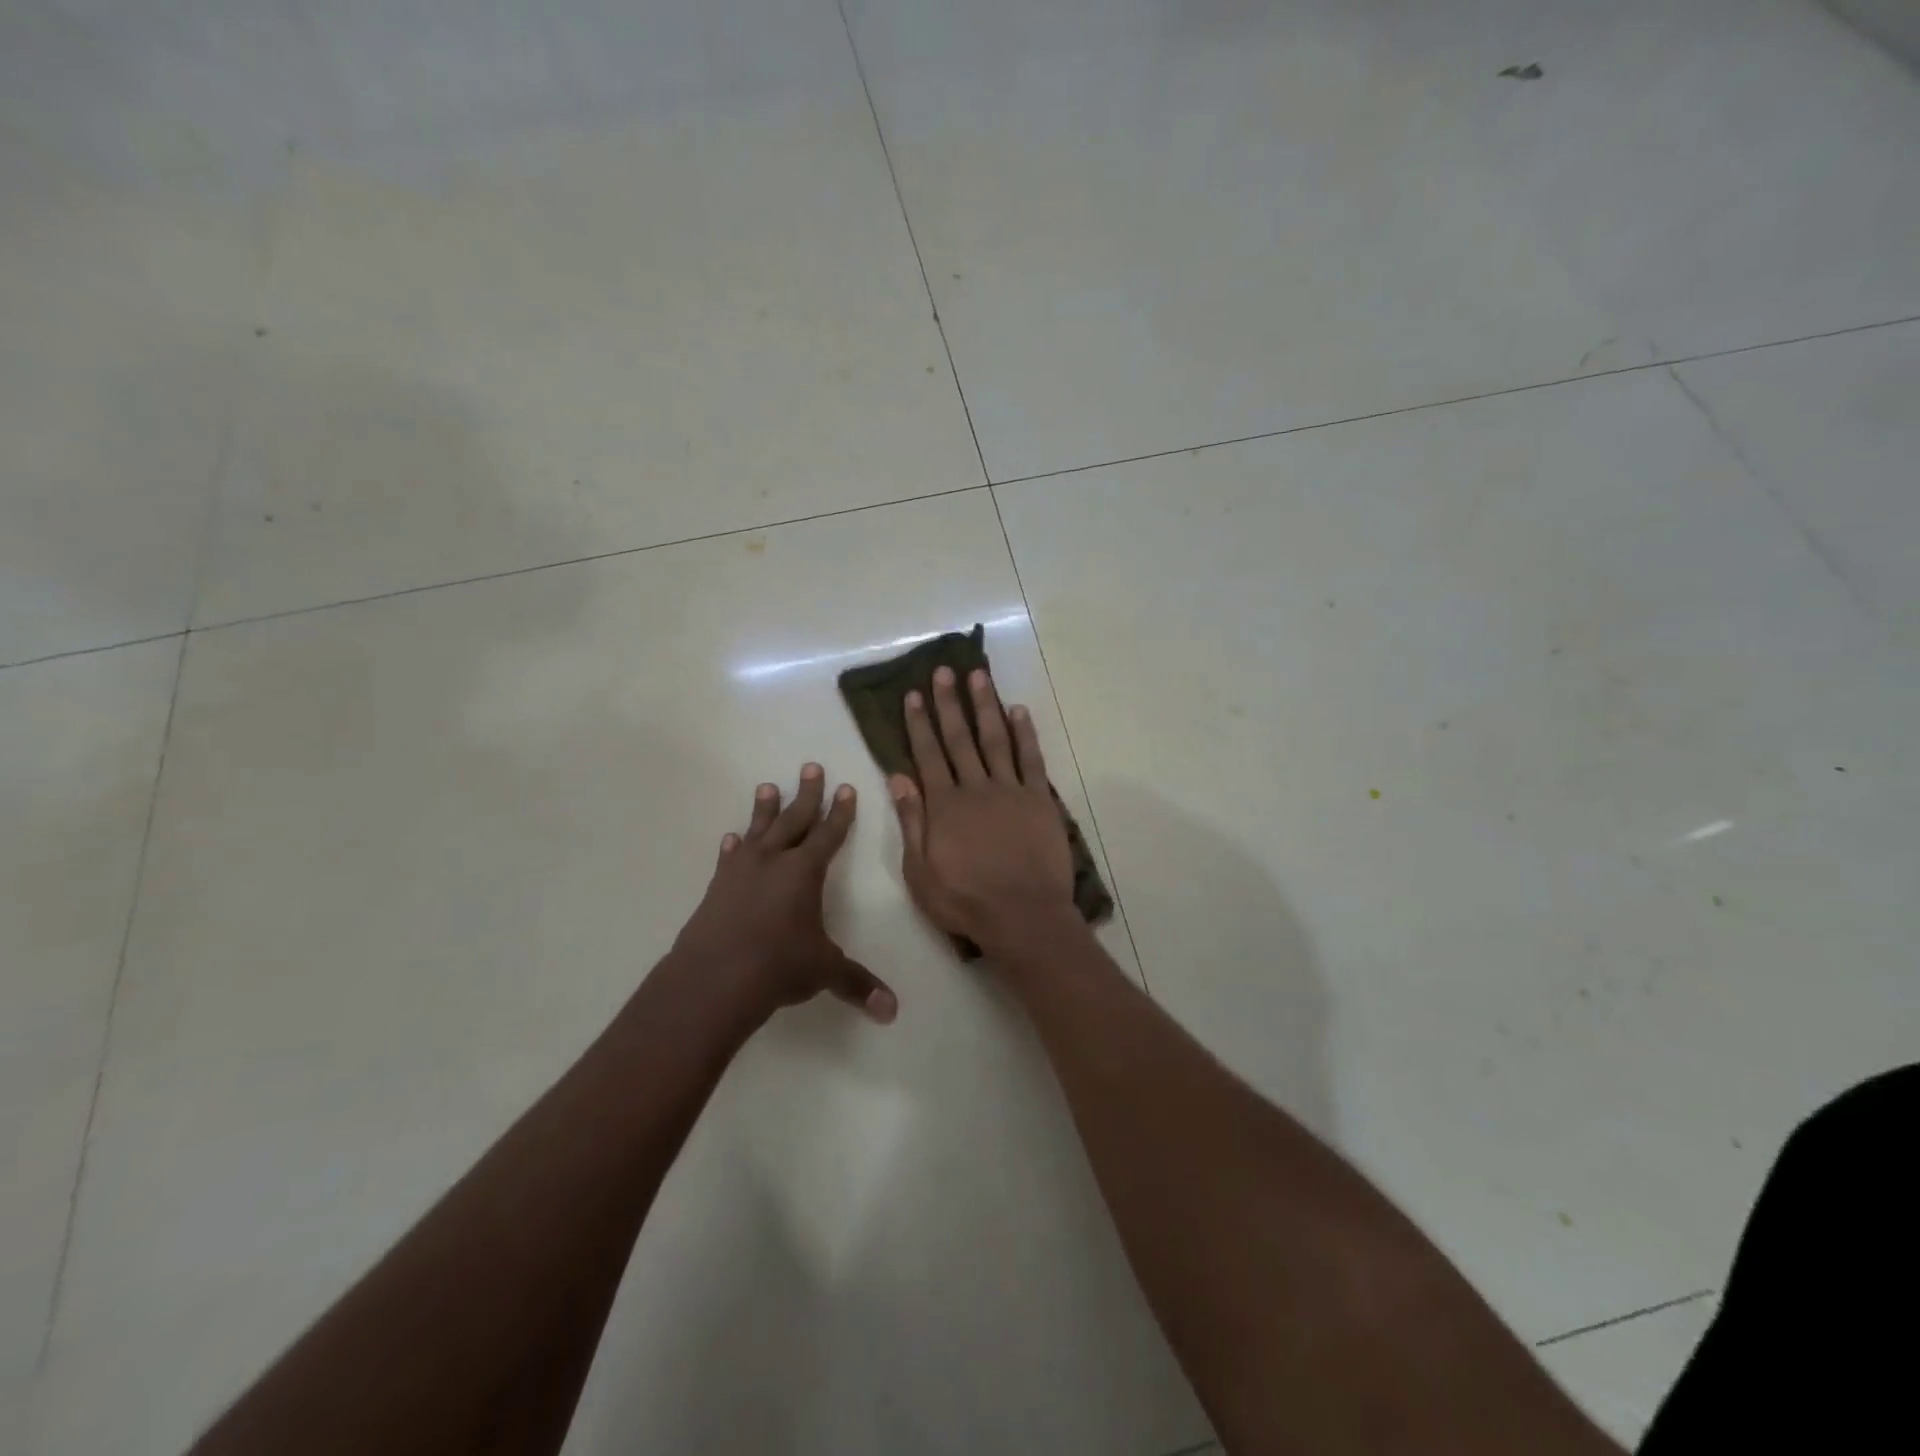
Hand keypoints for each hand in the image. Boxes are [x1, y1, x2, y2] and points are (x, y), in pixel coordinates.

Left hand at [671, 764, 897, 1025]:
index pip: (829, 834)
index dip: (840, 812)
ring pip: (758, 831)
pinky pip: (728, 859)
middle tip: (811, 767)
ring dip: (765, 809)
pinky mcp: (717, 889)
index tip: (845, 788)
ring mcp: (741, 872)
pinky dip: (733, 847)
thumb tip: (892, 1011)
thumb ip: (858, 984)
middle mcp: (774, 862)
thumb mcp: (824, 971)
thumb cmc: (778, 966)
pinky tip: (732, 839)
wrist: (713, 979)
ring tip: (767, 786)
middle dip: (807, 794)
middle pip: (794, 819)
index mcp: (805, 872)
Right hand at [890, 667, 1076, 958]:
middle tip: (943, 671)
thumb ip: (911, 821)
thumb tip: (898, 777)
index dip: (919, 723)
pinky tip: (1019, 710)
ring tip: (978, 676)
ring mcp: (1010, 791)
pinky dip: (1025, 733)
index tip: (913, 695)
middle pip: (960, 738)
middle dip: (949, 703)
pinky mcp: (1039, 800)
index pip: (928, 754)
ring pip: (995, 739)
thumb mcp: (920, 871)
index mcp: (944, 805)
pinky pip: (1031, 759)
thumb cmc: (965, 901)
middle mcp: (975, 788)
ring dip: (985, 706)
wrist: (1023, 916)